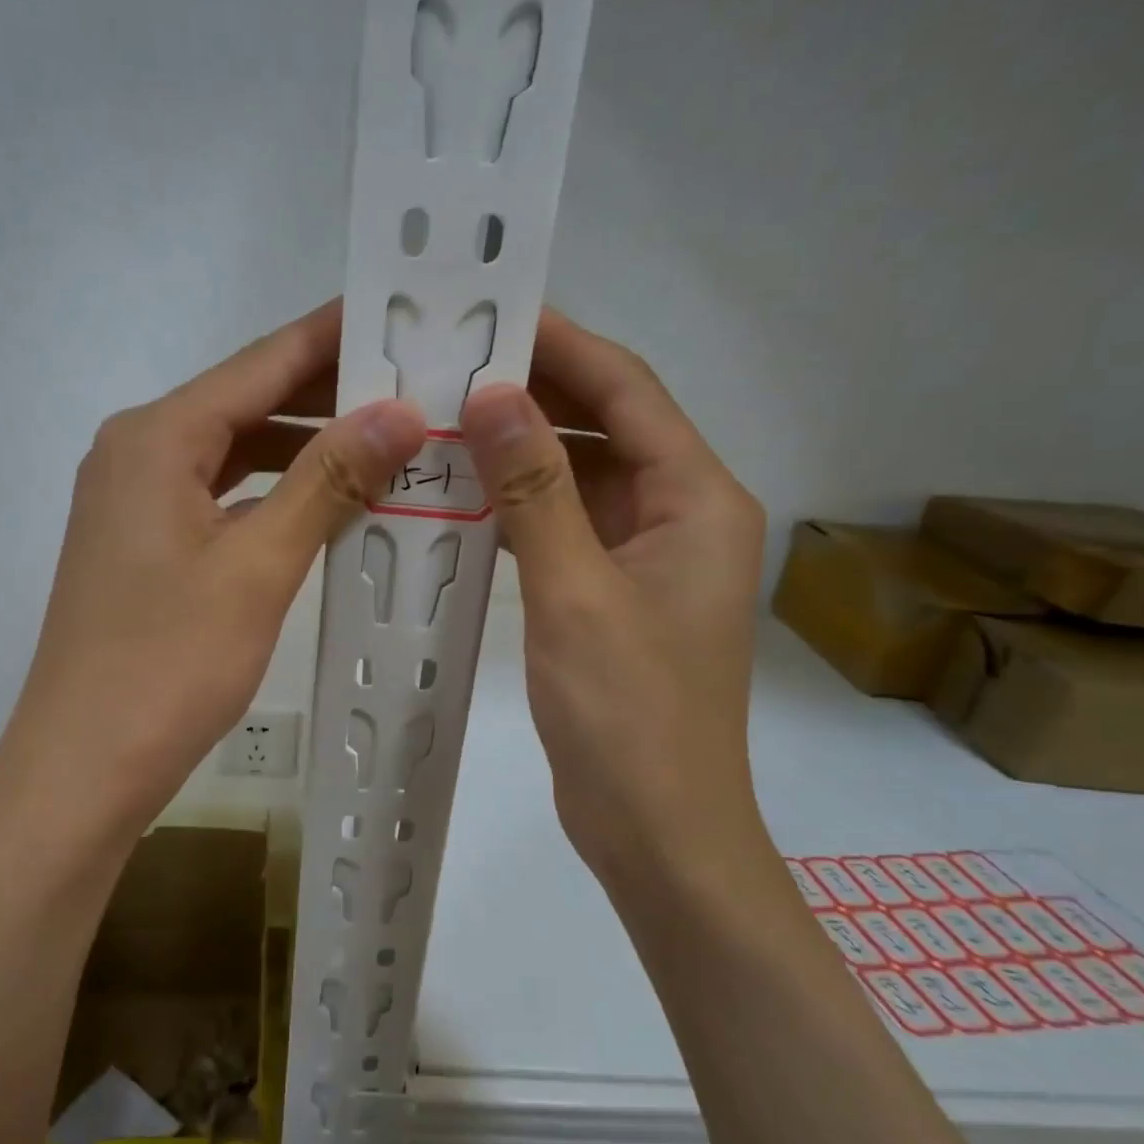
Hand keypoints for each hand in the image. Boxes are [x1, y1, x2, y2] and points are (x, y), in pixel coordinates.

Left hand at [0, 302, 425, 864]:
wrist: (83, 765)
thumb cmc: (168, 665)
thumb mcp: (257, 567)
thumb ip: (327, 481)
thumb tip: (402, 412)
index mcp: (156, 437)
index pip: (261, 363)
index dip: (334, 337)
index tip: (402, 311)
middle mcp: (136, 452)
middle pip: (246, 402)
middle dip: (327, 394)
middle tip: (415, 383)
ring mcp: (135, 502)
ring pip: (234, 453)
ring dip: (304, 448)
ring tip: (386, 441)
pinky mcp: (143, 546)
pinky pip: (220, 498)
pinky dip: (273, 494)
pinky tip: (326, 504)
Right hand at [460, 310, 765, 893]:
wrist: (658, 829)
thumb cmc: (628, 715)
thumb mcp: (576, 594)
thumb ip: (537, 492)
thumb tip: (494, 396)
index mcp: (697, 500)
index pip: (629, 392)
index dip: (564, 347)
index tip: (492, 314)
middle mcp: (681, 515)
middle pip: (607, 428)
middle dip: (535, 395)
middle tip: (451, 369)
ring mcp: (646, 559)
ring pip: (581, 480)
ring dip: (522, 453)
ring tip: (446, 422)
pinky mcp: (613, 596)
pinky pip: (565, 529)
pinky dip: (520, 508)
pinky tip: (464, 497)